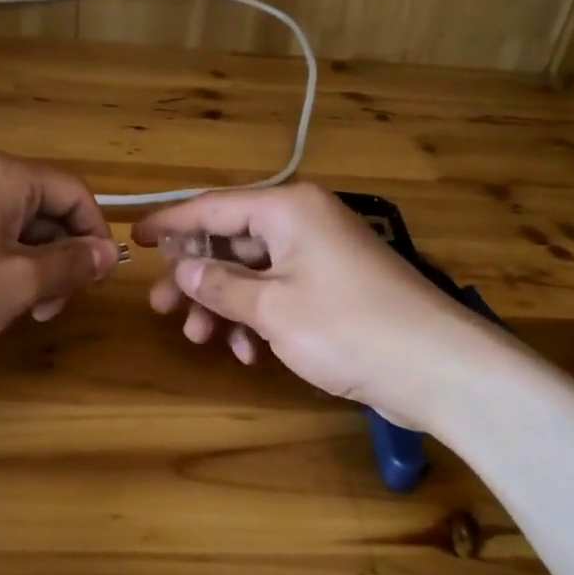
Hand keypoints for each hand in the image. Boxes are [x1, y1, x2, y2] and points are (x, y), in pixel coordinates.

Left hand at [0, 150, 120, 367]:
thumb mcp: (19, 282)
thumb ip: (72, 263)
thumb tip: (110, 253)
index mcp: (7, 176)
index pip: (76, 193)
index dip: (96, 234)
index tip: (100, 279)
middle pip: (50, 211)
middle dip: (64, 258)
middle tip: (57, 306)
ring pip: (22, 230)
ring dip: (38, 270)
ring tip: (30, 312)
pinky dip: (9, 269)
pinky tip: (0, 303)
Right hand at [132, 184, 476, 428]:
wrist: (438, 368)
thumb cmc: (347, 327)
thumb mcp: (272, 307)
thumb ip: (220, 285)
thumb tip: (182, 268)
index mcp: (288, 209)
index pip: (214, 206)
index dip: (171, 223)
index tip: (135, 238)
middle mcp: (303, 222)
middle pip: (231, 240)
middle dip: (196, 276)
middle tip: (162, 307)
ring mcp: (320, 256)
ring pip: (253, 272)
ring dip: (224, 305)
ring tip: (200, 339)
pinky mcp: (333, 289)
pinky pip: (279, 293)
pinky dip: (258, 318)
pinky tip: (247, 353)